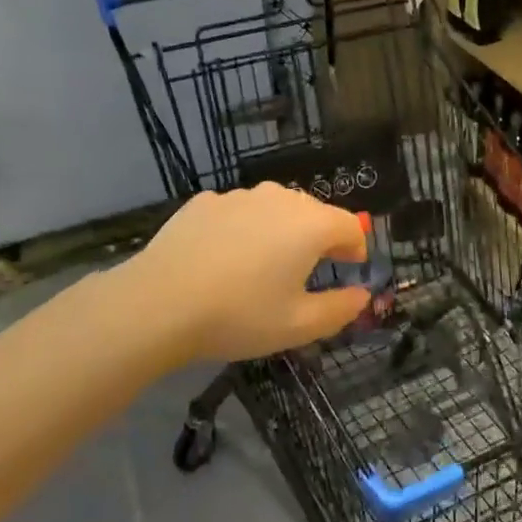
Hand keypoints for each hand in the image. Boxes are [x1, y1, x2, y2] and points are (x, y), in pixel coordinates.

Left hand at [125, 183, 370, 362]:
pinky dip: (242, 230)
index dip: (355, 248)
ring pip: (273, 210)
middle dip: (318, 239)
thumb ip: (339, 309)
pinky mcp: (204, 201)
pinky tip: (222, 260)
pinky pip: (237, 213)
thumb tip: (362, 295)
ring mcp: (239, 196)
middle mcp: (280, 198)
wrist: (159, 302)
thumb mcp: (298, 326)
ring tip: (261, 268)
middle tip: (306, 274)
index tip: (349, 269)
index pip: (349, 226)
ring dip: (278, 232)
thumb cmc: (240, 315)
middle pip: (312, 213)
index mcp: (311, 225)